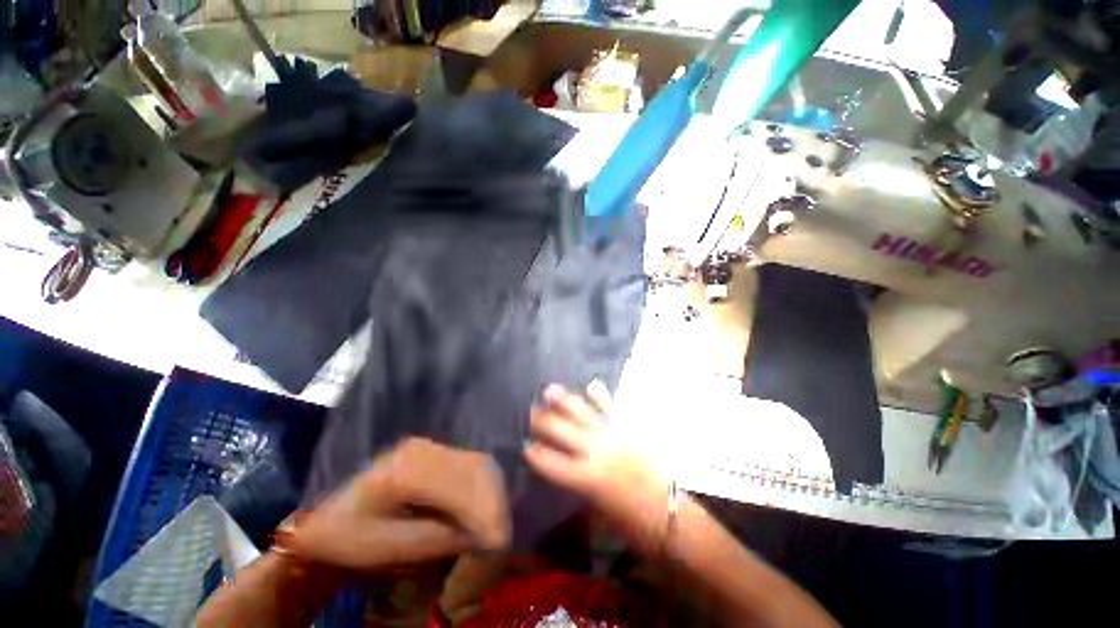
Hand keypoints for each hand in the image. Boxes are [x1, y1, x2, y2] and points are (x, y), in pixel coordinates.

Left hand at [286, 438, 509, 571]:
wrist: (327, 520)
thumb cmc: (351, 538)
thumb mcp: (390, 547)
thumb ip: (438, 538)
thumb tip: (481, 533)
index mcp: (408, 470)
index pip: (462, 483)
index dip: (485, 510)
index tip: (499, 538)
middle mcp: (423, 449)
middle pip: (474, 466)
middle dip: (493, 500)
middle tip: (501, 532)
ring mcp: (428, 447)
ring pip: (474, 463)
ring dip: (490, 492)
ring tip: (495, 522)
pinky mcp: (431, 452)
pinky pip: (466, 464)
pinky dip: (480, 486)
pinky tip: (481, 506)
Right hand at [525, 382, 671, 554]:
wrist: (673, 514)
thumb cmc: (633, 523)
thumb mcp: (598, 511)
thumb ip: (579, 486)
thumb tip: (564, 469)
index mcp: (587, 479)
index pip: (551, 463)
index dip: (535, 453)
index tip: (524, 444)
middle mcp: (597, 452)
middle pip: (561, 431)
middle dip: (542, 420)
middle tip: (530, 411)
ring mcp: (614, 435)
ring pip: (583, 413)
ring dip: (565, 401)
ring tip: (550, 390)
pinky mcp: (630, 428)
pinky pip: (612, 407)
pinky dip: (600, 395)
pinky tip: (591, 385)